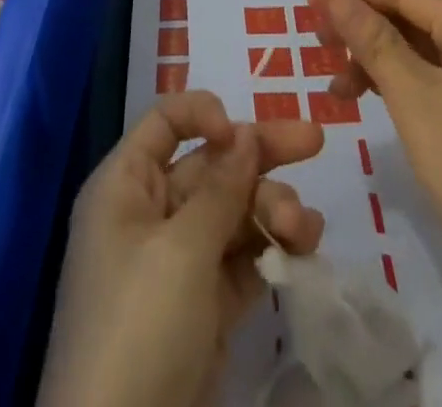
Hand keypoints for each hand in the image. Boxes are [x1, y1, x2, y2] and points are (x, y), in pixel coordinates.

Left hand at [37, 91, 325, 406]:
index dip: (204, 114)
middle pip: (211, 165)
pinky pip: (243, 260)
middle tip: (315, 141)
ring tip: (303, 230)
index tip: (241, 133)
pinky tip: (305, 246)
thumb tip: (244, 132)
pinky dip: (272, 250)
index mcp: (126, 187)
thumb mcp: (180, 250)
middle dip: (261, 155)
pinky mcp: (204, 309)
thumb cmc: (139, 327)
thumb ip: (220, 187)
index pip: (166, 123)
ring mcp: (179, 263)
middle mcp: (151, 215)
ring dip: (272, 209)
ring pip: (234, 212)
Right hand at [307, 0, 441, 302]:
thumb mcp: (413, 99)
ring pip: (426, 45)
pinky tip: (377, 100)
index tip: (307, 4)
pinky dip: (405, 81)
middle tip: (318, 43)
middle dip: (363, 23)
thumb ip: (372, 41)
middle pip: (415, 12)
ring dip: (379, 56)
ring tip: (339, 87)